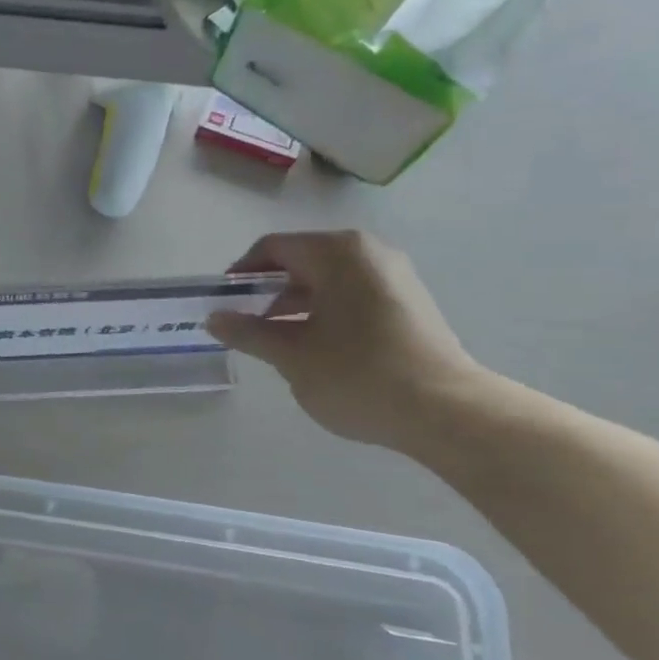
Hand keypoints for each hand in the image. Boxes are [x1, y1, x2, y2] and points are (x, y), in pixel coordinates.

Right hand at [206, 230, 489, 449]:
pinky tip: (318, 351)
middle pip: (302, 262)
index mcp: (337, 252)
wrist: (445, 411)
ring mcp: (395, 276)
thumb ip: (248, 332)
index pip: (273, 248)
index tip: (224, 305)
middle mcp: (368, 252)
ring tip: (279, 345)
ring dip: (296, 306)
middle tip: (247, 328)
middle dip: (268, 293)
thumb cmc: (357, 374)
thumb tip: (213, 319)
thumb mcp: (291, 355)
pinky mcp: (409, 303)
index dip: (241, 275)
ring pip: (328, 281)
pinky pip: (353, 296)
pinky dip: (326, 314)